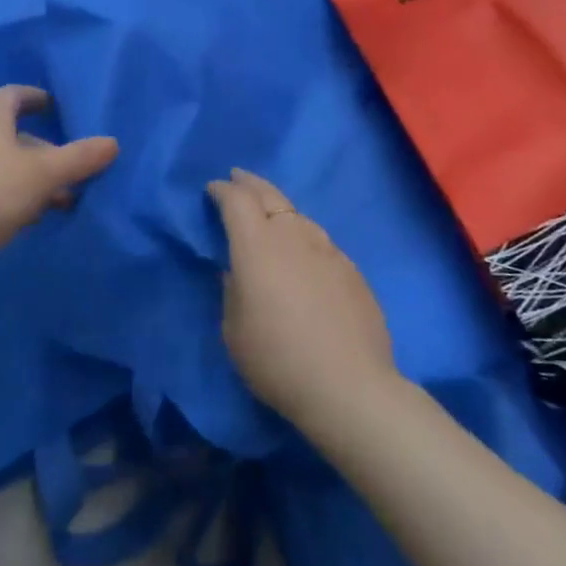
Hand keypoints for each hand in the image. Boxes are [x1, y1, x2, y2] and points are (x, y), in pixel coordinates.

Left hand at [0, 86, 118, 260]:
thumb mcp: (42, 173)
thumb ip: (78, 158)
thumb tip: (112, 142)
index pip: (13, 95)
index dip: (35, 97)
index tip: (55, 106)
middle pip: (13, 134)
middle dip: (45, 148)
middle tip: (75, 166)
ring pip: (5, 167)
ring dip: (34, 179)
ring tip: (65, 199)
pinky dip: (16, 198)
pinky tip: (34, 218)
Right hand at [207, 169, 395, 423]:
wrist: (348, 387)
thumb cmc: (276, 359)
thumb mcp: (233, 329)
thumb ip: (233, 290)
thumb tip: (238, 271)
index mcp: (257, 246)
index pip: (236, 201)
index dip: (222, 190)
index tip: (213, 189)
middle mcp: (293, 236)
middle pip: (270, 195)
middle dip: (250, 183)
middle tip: (238, 178)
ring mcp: (328, 250)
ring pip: (299, 216)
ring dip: (279, 209)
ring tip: (270, 215)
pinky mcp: (352, 271)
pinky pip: (321, 242)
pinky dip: (304, 237)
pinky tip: (303, 256)